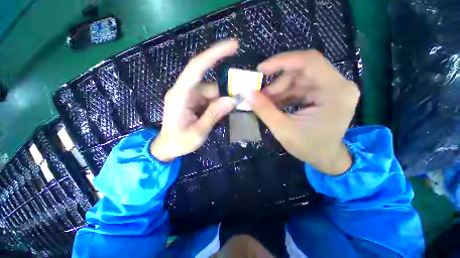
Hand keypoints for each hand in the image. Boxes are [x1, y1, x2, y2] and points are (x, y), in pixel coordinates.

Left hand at [150, 40, 237, 161]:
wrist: (167, 147)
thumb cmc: (178, 142)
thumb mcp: (197, 132)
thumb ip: (213, 115)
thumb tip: (232, 99)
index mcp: (181, 95)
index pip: (197, 67)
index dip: (214, 54)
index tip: (234, 45)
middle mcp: (185, 91)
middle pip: (211, 85)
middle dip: (225, 94)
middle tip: (238, 104)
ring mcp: (190, 96)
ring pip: (213, 93)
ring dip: (221, 103)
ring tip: (225, 117)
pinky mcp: (193, 101)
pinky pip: (210, 99)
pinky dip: (218, 105)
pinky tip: (219, 116)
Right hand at [242, 50, 359, 174]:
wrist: (326, 158)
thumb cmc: (309, 147)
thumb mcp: (282, 129)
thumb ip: (264, 110)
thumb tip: (246, 93)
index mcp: (335, 92)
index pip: (309, 61)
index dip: (282, 61)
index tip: (260, 69)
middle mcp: (338, 84)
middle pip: (301, 71)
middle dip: (277, 83)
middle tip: (260, 96)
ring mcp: (333, 88)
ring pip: (298, 79)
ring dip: (279, 90)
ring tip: (265, 103)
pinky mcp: (325, 93)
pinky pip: (300, 87)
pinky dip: (285, 94)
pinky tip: (275, 104)